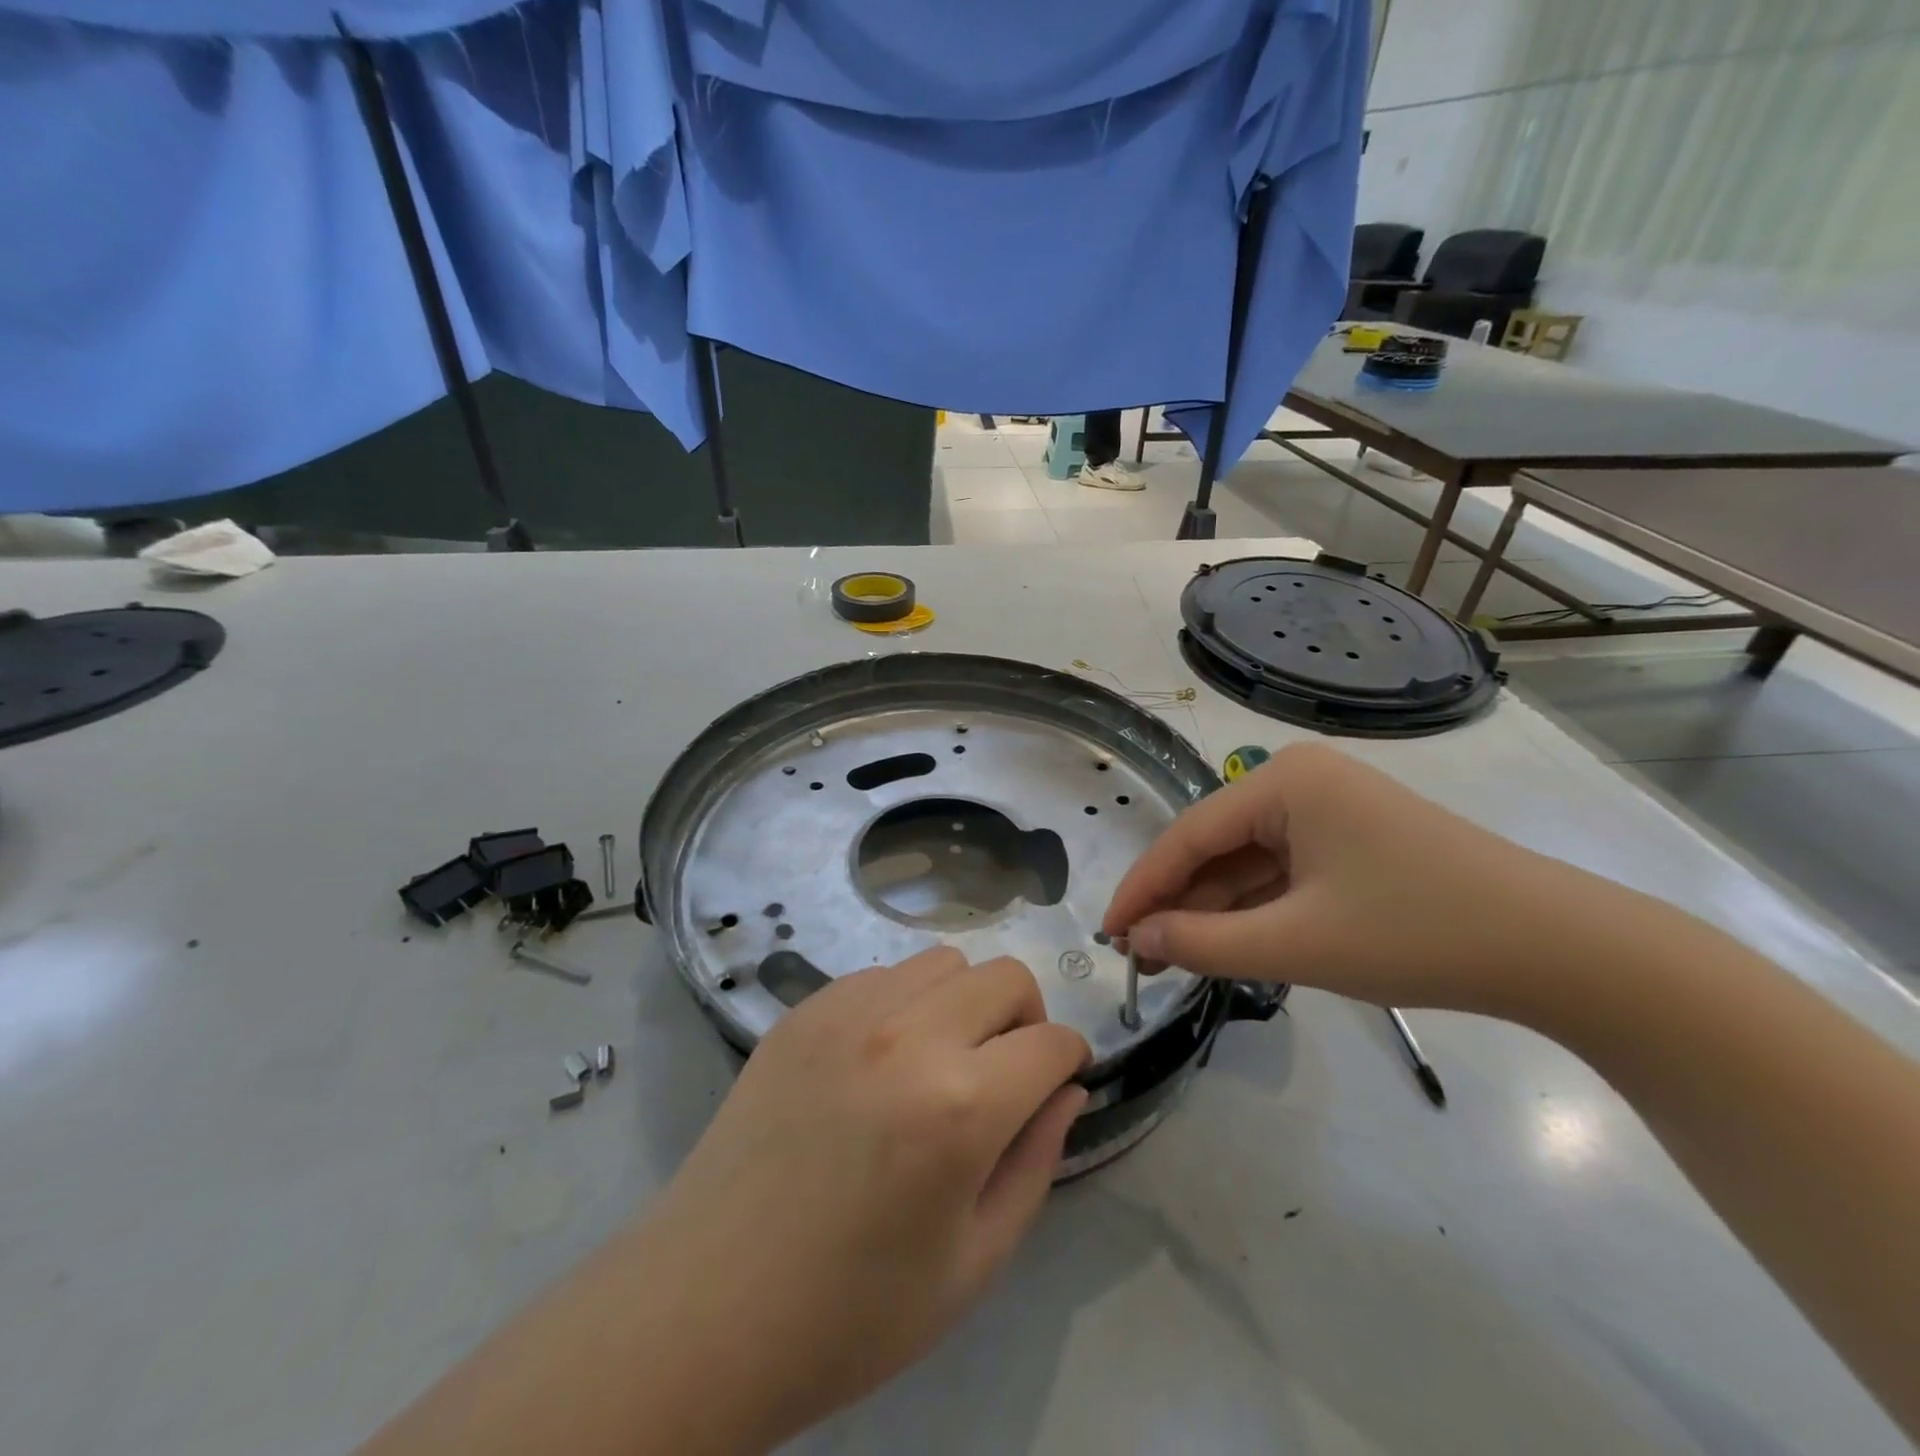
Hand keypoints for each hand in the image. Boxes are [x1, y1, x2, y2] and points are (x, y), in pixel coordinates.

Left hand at [635, 949, 1089, 1452]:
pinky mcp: (803, 1011)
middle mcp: (907, 1035)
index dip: (1070, 1061)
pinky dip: (903, 1001)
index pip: (1051, 1042)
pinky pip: (881, 975)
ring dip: (963, 1001)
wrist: (707, 1307)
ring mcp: (847, 1012)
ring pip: (943, 962)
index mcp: (960, 1106)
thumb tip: (1067, 1089)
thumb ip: (1037, 1161)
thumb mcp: (974, 1262)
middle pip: (1004, 976)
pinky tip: (879, 1059)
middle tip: (1004, 1071)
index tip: (1059, 1083)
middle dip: (1025, 1018)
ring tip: (939, 1059)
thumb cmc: (852, 1309)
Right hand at [1102, 742, 1599, 1015]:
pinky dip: (1256, 908)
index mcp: (1283, 781)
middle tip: (1140, 954)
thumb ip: (1204, 941)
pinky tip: (1229, 942)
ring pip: (1249, 861)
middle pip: (1217, 845)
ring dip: (1214, 908)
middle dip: (1178, 901)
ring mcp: (1330, 807)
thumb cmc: (1418, 932)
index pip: (1189, 835)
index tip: (1109, 933)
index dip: (1143, 887)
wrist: (1561, 951)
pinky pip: (1284, 870)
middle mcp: (1300, 780)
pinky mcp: (1353, 838)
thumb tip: (1139, 939)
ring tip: (1174, 958)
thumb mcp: (1297, 943)